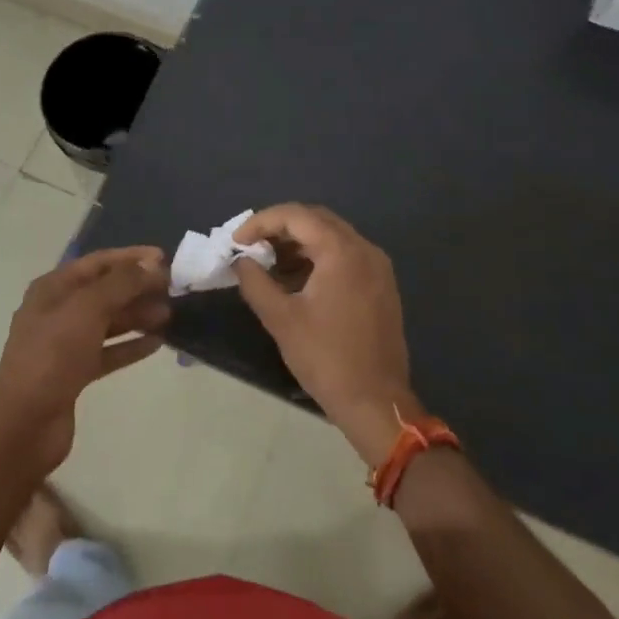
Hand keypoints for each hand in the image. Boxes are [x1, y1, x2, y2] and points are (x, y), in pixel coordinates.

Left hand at [0, 246, 169, 478]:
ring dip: (137, 316)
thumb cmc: (53, 355)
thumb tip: (150, 265)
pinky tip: (156, 343)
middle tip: (172, 290)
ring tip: (169, 316)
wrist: (24, 423)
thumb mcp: (87, 309)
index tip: (164, 259)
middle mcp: (57, 311)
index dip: (130, 257)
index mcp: (53, 288)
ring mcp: (65, 343)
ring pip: (108, 321)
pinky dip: (130, 345)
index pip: (97, 262)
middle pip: (104, 291)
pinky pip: (108, 351)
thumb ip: (121, 283)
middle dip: (137, 288)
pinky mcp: (74, 373)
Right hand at [232, 205, 419, 467]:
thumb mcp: (281, 319)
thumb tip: (240, 261)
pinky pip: (345, 255)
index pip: (296, 216)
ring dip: (298, 243)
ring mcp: (377, 267)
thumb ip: (255, 282)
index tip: (237, 241)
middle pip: (316, 220)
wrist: (376, 402)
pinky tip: (296, 279)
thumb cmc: (326, 358)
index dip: (261, 222)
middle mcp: (364, 249)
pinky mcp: (380, 285)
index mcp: (342, 252)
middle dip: (279, 228)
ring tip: (268, 264)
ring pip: (331, 237)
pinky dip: (318, 258)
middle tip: (251, 247)